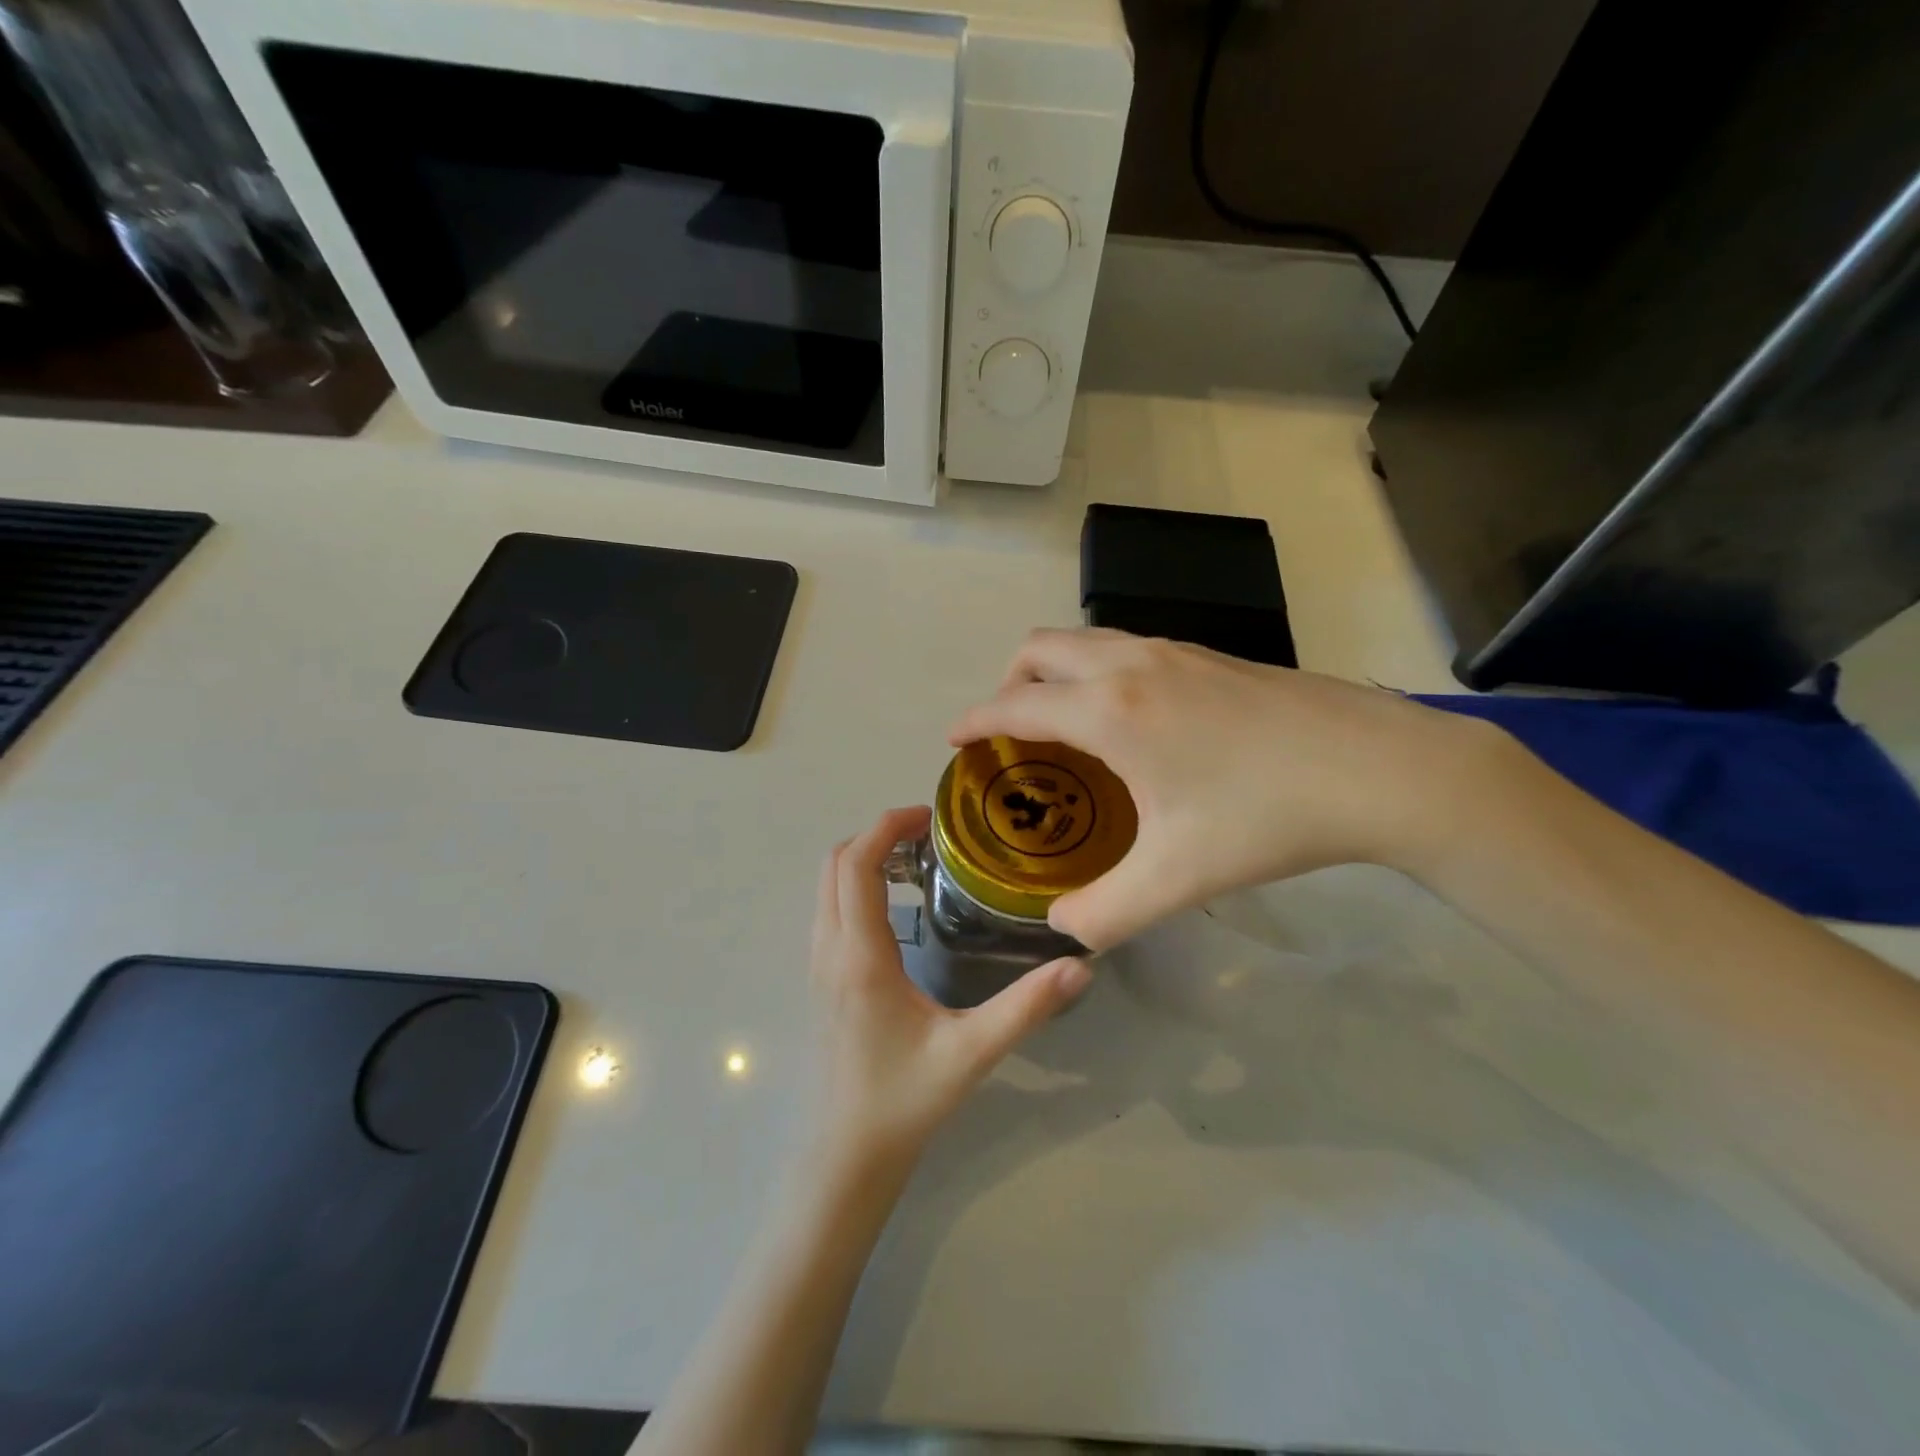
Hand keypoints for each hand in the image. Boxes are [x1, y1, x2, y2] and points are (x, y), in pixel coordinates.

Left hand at [809, 806, 1092, 1168]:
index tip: (932, 816)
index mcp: (860, 955)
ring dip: (865, 859)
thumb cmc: (905, 1099)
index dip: (887, 826)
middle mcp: (830, 949)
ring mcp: (819, 964)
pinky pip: (830, 909)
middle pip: (835, 864)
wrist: (848, 1153)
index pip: (857, 865)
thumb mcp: (972, 1052)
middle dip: (878, 835)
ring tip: (920, 863)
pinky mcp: (822, 978)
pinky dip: (857, 885)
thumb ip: (1026, 1007)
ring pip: (828, 886)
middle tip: (932, 837)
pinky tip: (901, 908)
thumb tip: (1079, 965)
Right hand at [948, 629, 1506, 949]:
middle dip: (1008, 684)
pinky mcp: (1209, 654)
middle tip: (1012, 734)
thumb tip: (1063, 931)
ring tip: (1065, 726)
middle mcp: (1131, 664)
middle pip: (1040, 649)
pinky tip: (1133, 721)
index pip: (1015, 705)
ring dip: (1055, 673)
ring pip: (1085, 640)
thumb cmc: (1266, 817)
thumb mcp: (1178, 879)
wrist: (1379, 767)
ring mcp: (1174, 650)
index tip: (953, 738)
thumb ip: (1106, 913)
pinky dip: (1098, 670)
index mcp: (1110, 710)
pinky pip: (1125, 647)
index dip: (975, 721)